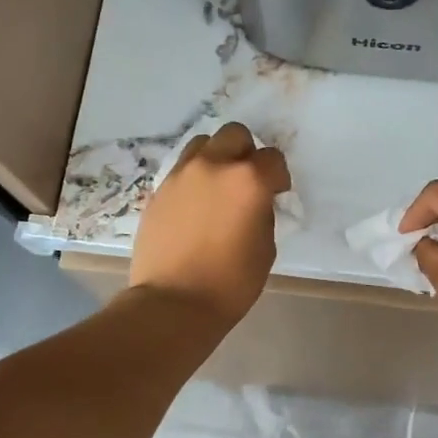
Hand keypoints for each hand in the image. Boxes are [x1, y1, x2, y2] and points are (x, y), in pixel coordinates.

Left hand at [129, 123, 290, 328]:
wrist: (174, 302)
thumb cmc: (231, 282)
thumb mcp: (265, 248)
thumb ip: (263, 213)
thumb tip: (255, 202)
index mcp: (248, 180)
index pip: (273, 158)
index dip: (279, 176)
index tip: (277, 194)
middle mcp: (214, 166)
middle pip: (235, 135)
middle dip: (246, 153)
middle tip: (247, 181)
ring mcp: (181, 174)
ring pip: (203, 143)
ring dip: (217, 157)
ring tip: (218, 186)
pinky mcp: (159, 189)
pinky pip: (182, 168)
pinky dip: (194, 176)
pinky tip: (196, 204)